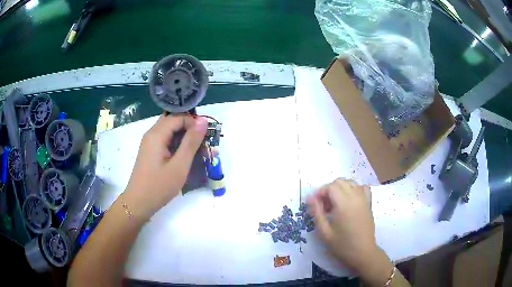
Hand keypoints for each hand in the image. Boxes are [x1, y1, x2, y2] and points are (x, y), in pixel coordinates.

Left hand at [123, 114, 207, 220]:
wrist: (139, 203)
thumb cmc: (159, 186)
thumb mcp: (179, 165)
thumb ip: (191, 142)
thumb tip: (203, 121)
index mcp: (157, 134)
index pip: (179, 117)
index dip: (194, 122)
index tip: (207, 136)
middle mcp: (152, 134)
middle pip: (174, 121)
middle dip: (191, 128)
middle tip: (204, 141)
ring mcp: (150, 143)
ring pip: (171, 131)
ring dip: (185, 137)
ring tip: (200, 150)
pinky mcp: (151, 151)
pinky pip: (167, 141)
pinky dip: (178, 145)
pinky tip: (187, 156)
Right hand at [308, 179, 392, 284]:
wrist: (363, 252)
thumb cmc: (342, 245)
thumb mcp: (324, 231)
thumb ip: (317, 212)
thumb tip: (310, 197)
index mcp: (344, 204)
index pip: (330, 187)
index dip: (320, 192)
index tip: (315, 204)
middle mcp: (355, 197)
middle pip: (340, 182)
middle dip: (329, 190)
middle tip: (324, 206)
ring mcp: (364, 199)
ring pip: (351, 183)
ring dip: (340, 189)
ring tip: (335, 204)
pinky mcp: (369, 203)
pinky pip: (362, 188)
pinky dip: (354, 189)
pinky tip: (350, 201)